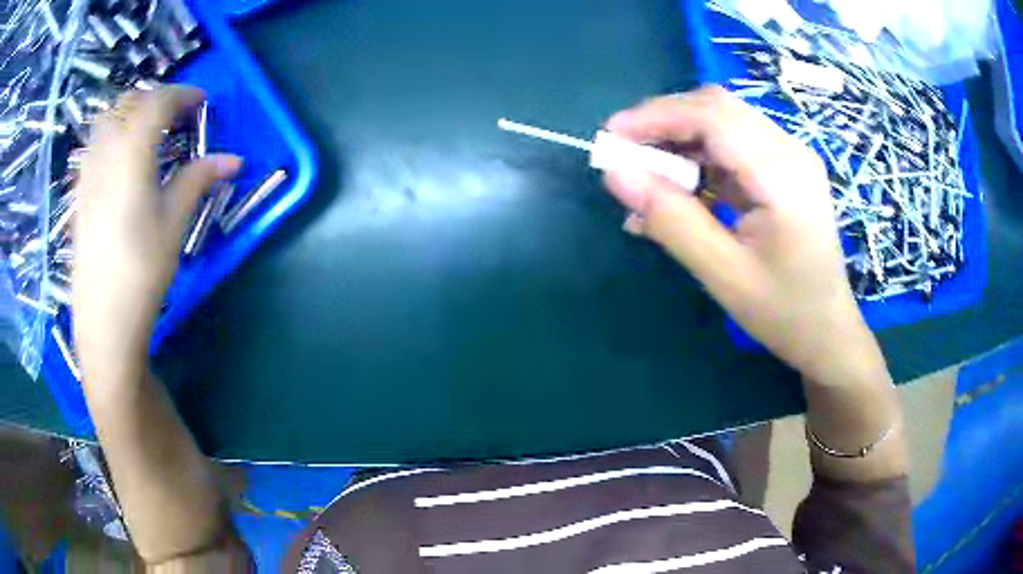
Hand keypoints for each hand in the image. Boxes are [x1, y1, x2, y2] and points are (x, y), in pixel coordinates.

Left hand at [73, 87, 240, 380]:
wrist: (103, 320)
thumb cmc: (141, 271)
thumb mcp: (174, 223)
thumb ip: (197, 180)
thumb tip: (232, 160)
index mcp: (131, 152)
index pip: (157, 102)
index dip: (182, 94)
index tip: (201, 101)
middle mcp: (105, 152)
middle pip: (128, 103)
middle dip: (154, 100)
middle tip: (174, 116)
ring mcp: (87, 173)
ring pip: (107, 121)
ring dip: (130, 114)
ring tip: (146, 133)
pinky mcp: (79, 195)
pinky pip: (95, 146)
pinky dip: (112, 137)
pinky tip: (120, 162)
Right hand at [603, 86, 879, 384]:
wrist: (828, 331)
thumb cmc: (784, 313)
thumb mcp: (724, 275)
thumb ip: (671, 220)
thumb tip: (616, 174)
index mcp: (784, 175)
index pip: (714, 115)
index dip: (656, 116)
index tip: (610, 137)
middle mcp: (791, 151)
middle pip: (717, 108)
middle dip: (664, 123)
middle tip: (625, 156)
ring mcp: (790, 156)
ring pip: (722, 122)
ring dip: (679, 140)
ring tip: (647, 178)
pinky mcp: (784, 167)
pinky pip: (733, 146)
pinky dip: (698, 159)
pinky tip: (679, 191)